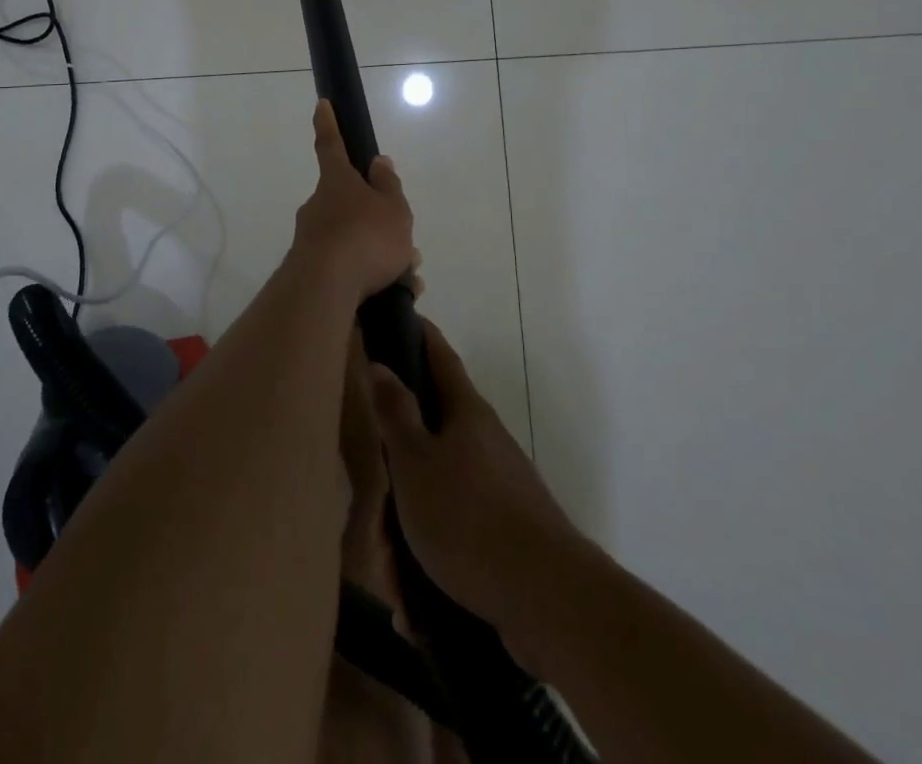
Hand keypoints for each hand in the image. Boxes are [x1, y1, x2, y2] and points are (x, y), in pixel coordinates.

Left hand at [287, 100, 414, 303]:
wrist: (326, 289)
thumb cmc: (365, 237)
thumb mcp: (392, 208)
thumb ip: (388, 186)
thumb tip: (377, 162)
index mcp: (337, 182)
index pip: (331, 145)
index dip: (328, 124)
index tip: (321, 104)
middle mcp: (319, 205)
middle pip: (352, 205)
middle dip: (379, 222)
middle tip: (406, 245)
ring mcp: (312, 238)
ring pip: (355, 239)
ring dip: (382, 255)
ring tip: (408, 277)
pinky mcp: (312, 270)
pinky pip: (349, 268)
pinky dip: (372, 277)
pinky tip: (394, 294)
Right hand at [369, 319, 582, 636]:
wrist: (547, 598)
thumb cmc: (468, 517)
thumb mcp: (415, 462)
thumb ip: (395, 413)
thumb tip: (380, 363)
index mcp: (465, 413)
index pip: (438, 356)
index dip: (419, 334)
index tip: (400, 316)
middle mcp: (485, 441)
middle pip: (430, 436)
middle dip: (398, 471)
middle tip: (374, 513)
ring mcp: (499, 487)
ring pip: (437, 493)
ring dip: (409, 531)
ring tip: (394, 578)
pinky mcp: (506, 533)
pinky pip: (455, 536)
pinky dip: (431, 562)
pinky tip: (416, 605)